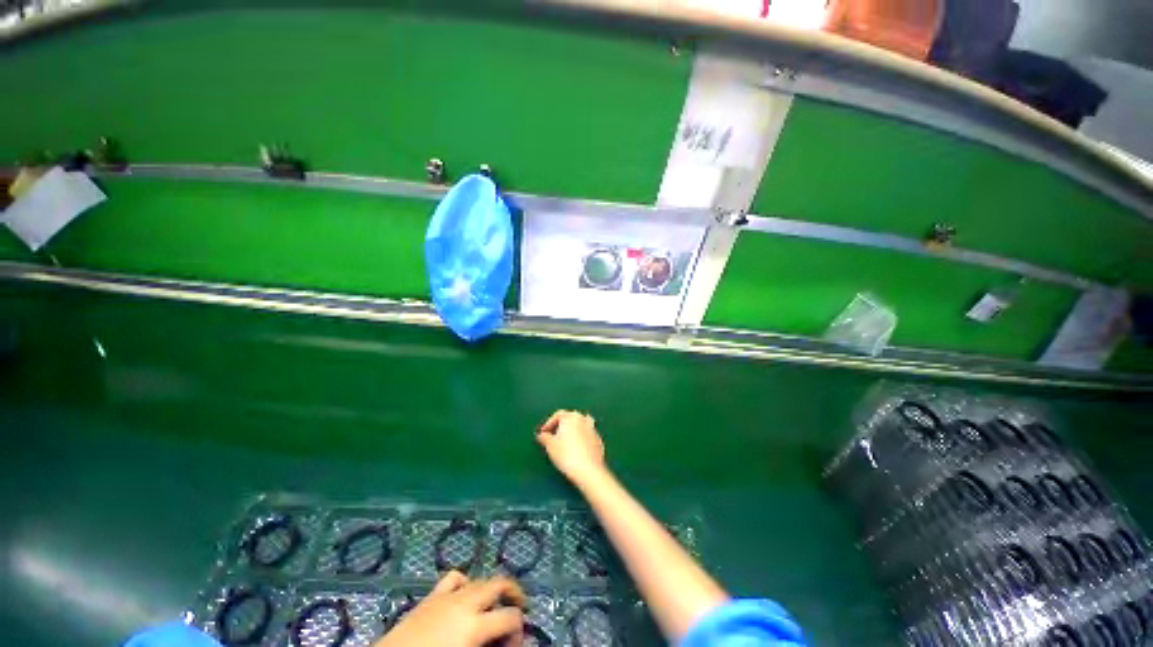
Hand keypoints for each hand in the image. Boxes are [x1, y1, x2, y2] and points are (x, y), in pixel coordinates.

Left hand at [373, 571, 525, 646]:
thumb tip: (509, 643)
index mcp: (474, 625)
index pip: (510, 617)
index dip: (519, 629)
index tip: (516, 644)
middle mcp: (465, 603)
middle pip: (499, 584)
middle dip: (513, 593)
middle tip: (519, 608)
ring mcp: (447, 596)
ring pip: (479, 579)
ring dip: (491, 589)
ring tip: (494, 602)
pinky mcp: (431, 596)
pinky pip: (454, 578)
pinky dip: (464, 582)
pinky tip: (464, 595)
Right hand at [537, 410, 607, 485]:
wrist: (588, 470)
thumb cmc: (567, 455)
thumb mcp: (550, 446)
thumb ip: (545, 437)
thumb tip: (542, 435)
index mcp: (570, 417)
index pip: (558, 415)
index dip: (549, 423)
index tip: (543, 433)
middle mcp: (583, 419)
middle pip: (570, 418)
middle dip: (561, 426)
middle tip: (553, 437)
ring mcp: (592, 429)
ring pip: (580, 426)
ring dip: (572, 431)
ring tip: (565, 443)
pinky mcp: (598, 440)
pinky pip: (586, 436)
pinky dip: (580, 439)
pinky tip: (576, 450)